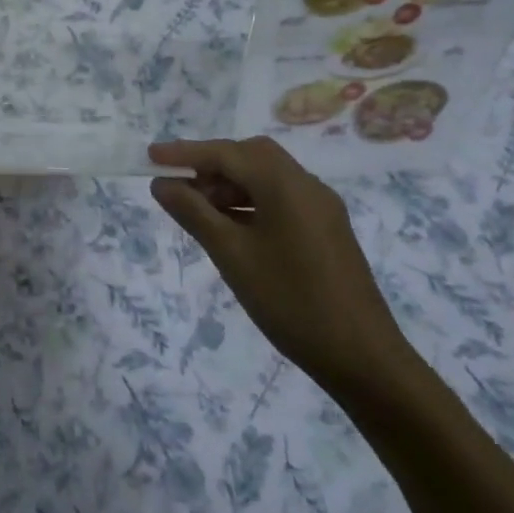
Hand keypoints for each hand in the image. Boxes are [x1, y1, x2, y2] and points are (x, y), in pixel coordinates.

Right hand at [149, 136, 414, 399]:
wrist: (363, 359)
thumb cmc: (290, 302)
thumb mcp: (231, 255)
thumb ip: (193, 213)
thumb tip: (161, 184)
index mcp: (286, 185)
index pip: (227, 153)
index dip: (185, 153)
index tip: (150, 158)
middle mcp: (307, 186)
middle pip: (251, 156)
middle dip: (210, 164)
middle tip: (177, 184)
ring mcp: (321, 208)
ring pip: (266, 178)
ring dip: (229, 184)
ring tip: (196, 210)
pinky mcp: (326, 230)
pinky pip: (280, 199)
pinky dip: (249, 202)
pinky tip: (229, 227)